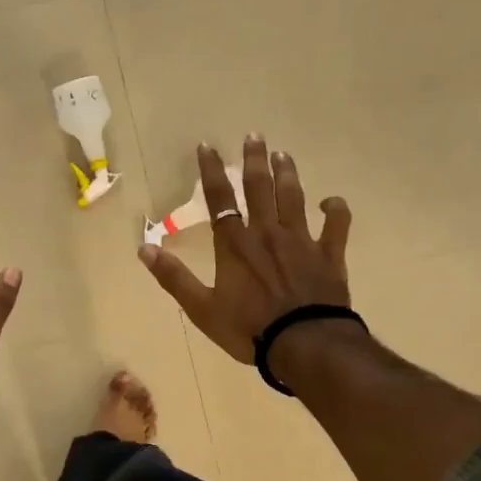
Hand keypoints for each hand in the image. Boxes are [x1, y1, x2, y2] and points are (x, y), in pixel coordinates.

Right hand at [138, 136, 352, 363]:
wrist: (305, 344)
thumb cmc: (249, 328)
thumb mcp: (202, 308)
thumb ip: (174, 277)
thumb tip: (143, 249)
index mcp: (234, 244)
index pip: (219, 199)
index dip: (211, 171)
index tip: (208, 145)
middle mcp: (267, 233)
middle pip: (259, 188)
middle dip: (254, 160)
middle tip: (255, 136)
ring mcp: (301, 241)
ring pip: (294, 198)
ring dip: (288, 175)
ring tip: (284, 155)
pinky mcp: (329, 256)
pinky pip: (336, 226)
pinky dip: (336, 211)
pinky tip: (332, 201)